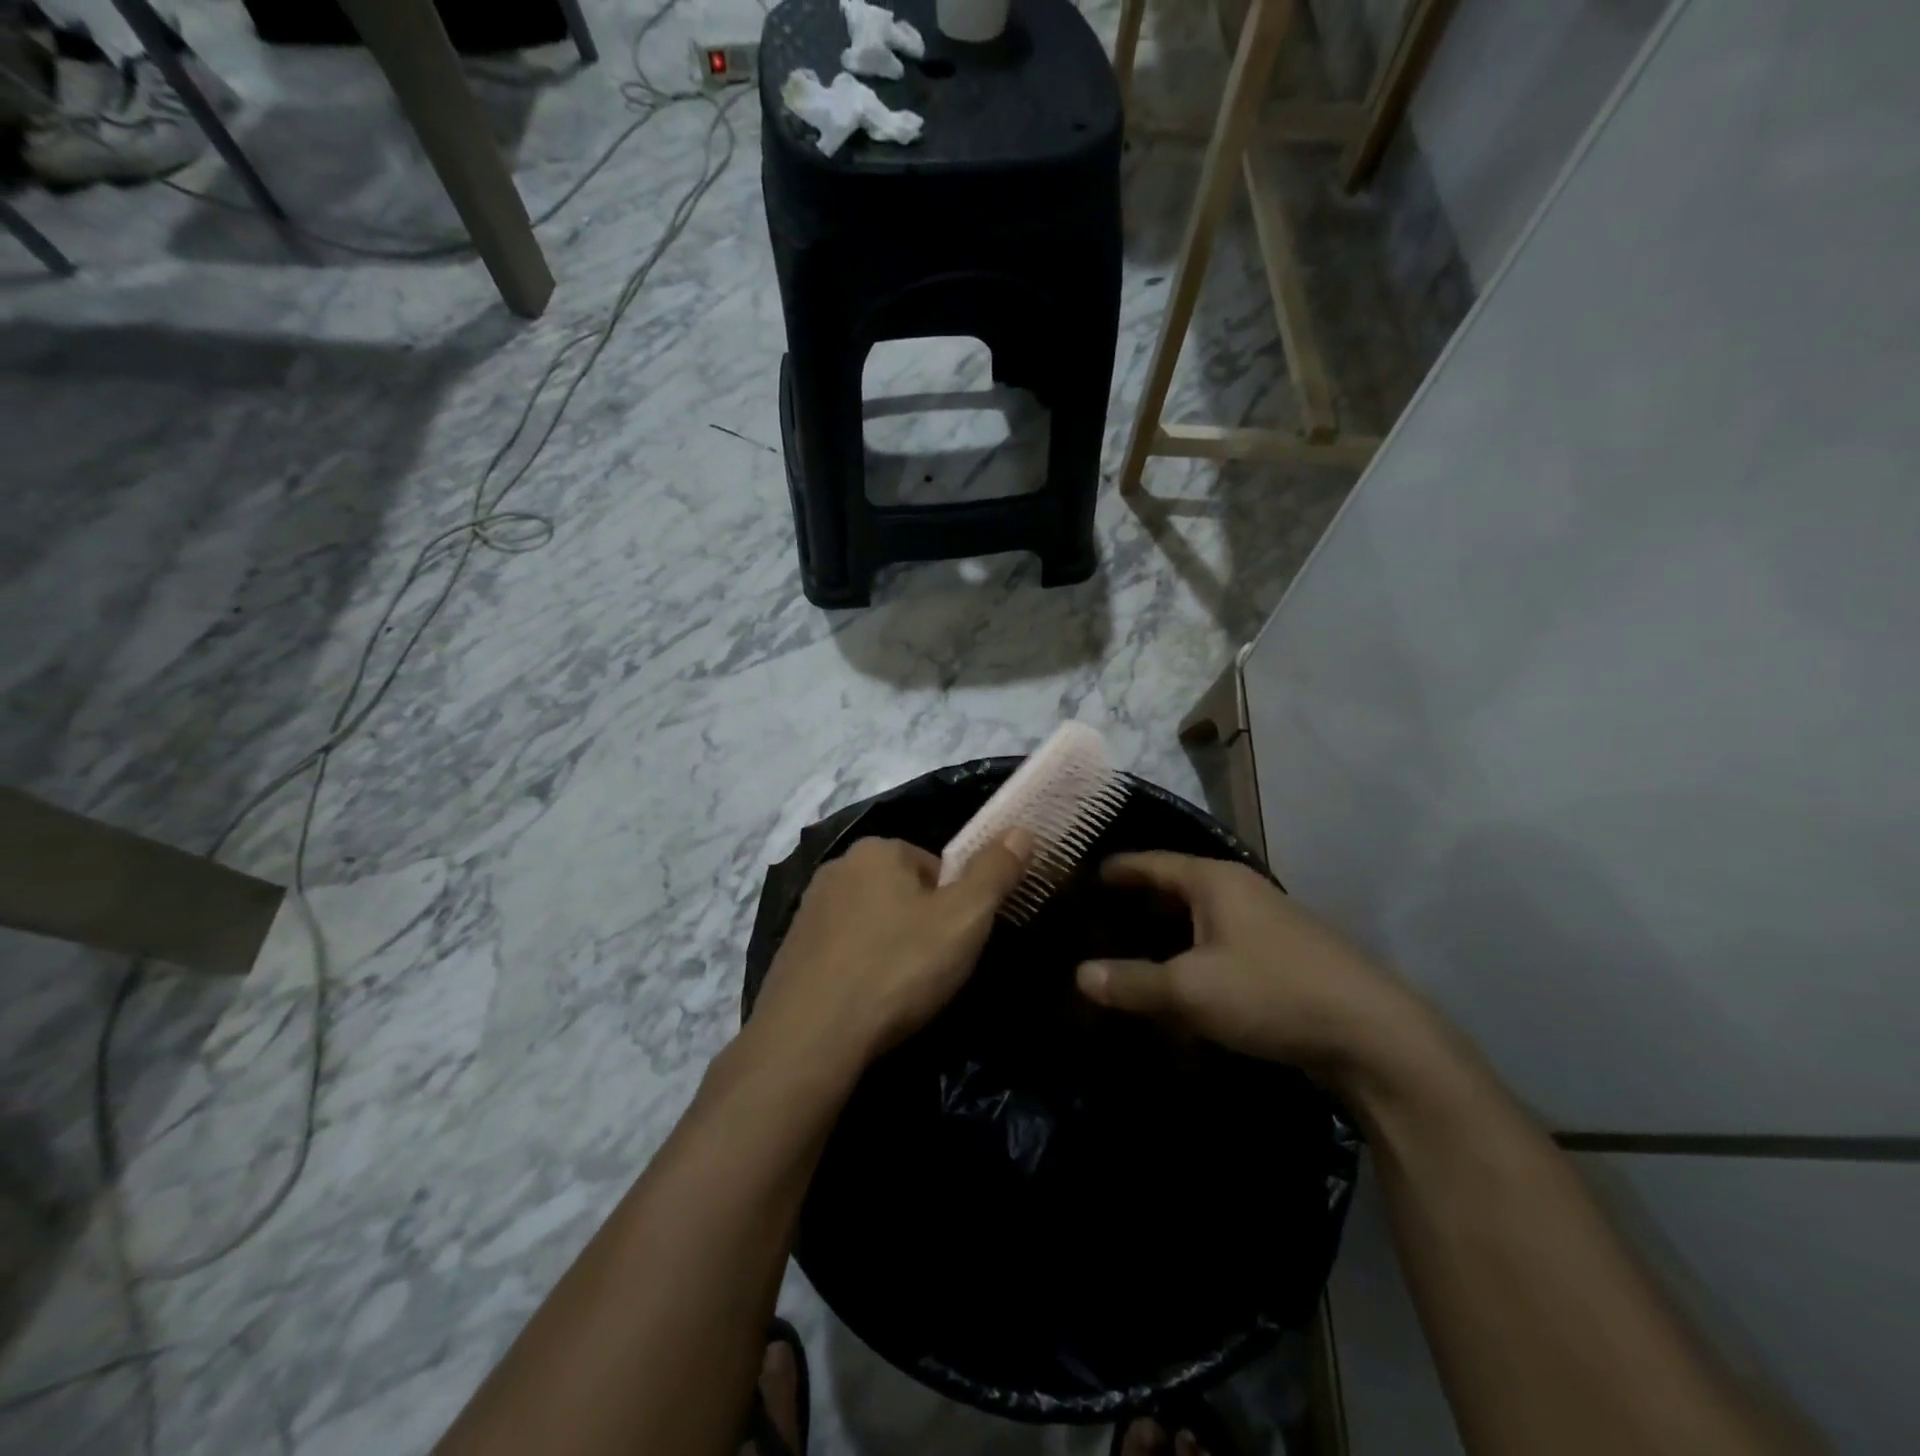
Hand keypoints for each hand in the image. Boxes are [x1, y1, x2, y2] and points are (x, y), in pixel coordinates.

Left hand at [748, 832, 1032, 1075]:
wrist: (810, 1036)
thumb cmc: (897, 968)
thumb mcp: (964, 918)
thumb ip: (995, 871)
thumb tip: (1022, 829)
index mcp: (877, 849)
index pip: (936, 867)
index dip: (955, 907)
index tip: (956, 945)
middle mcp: (837, 867)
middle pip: (902, 891)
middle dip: (921, 925)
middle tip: (932, 971)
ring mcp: (808, 909)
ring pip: (871, 921)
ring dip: (889, 947)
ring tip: (899, 992)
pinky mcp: (791, 949)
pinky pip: (841, 950)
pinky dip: (858, 968)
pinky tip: (865, 1001)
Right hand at [1074, 852, 1433, 1090]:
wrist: (1373, 1035)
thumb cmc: (1271, 992)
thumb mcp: (1190, 989)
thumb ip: (1132, 982)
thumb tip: (1080, 975)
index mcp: (1214, 881)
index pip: (1150, 863)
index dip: (1116, 869)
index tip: (1082, 877)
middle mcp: (1239, 891)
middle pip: (1175, 887)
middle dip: (1137, 903)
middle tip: (1096, 918)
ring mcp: (1264, 923)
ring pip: (1199, 919)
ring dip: (1166, 933)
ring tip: (1129, 948)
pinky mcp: (1280, 956)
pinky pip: (1220, 945)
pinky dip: (1192, 956)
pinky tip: (1178, 982)